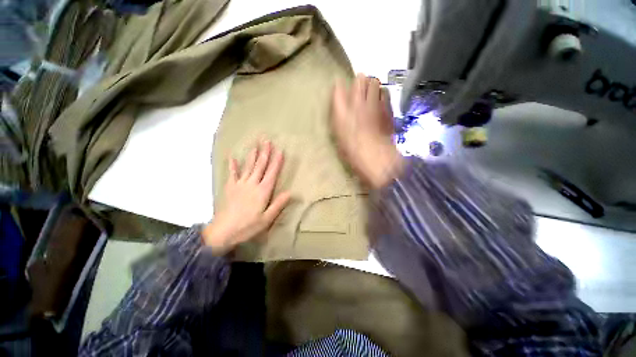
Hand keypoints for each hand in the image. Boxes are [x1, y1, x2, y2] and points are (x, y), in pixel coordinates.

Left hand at [203, 141, 290, 254]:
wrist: (223, 231)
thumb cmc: (247, 226)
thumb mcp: (267, 219)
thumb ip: (278, 204)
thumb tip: (290, 193)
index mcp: (262, 191)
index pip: (272, 173)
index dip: (277, 162)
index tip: (280, 151)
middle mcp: (252, 184)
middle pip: (260, 166)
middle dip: (265, 153)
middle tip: (267, 141)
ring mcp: (240, 185)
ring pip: (248, 167)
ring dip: (253, 155)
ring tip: (255, 145)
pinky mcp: (230, 188)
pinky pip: (232, 174)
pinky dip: (233, 166)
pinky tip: (232, 158)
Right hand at [331, 73, 404, 188]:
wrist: (377, 158)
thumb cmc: (353, 153)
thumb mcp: (339, 138)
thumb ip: (339, 120)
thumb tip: (340, 109)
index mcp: (342, 112)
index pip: (339, 88)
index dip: (339, 85)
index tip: (340, 86)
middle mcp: (358, 103)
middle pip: (360, 79)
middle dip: (359, 80)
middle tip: (359, 88)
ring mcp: (375, 104)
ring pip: (375, 82)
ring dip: (372, 85)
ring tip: (371, 93)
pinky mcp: (387, 109)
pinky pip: (385, 93)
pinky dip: (382, 94)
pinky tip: (380, 101)